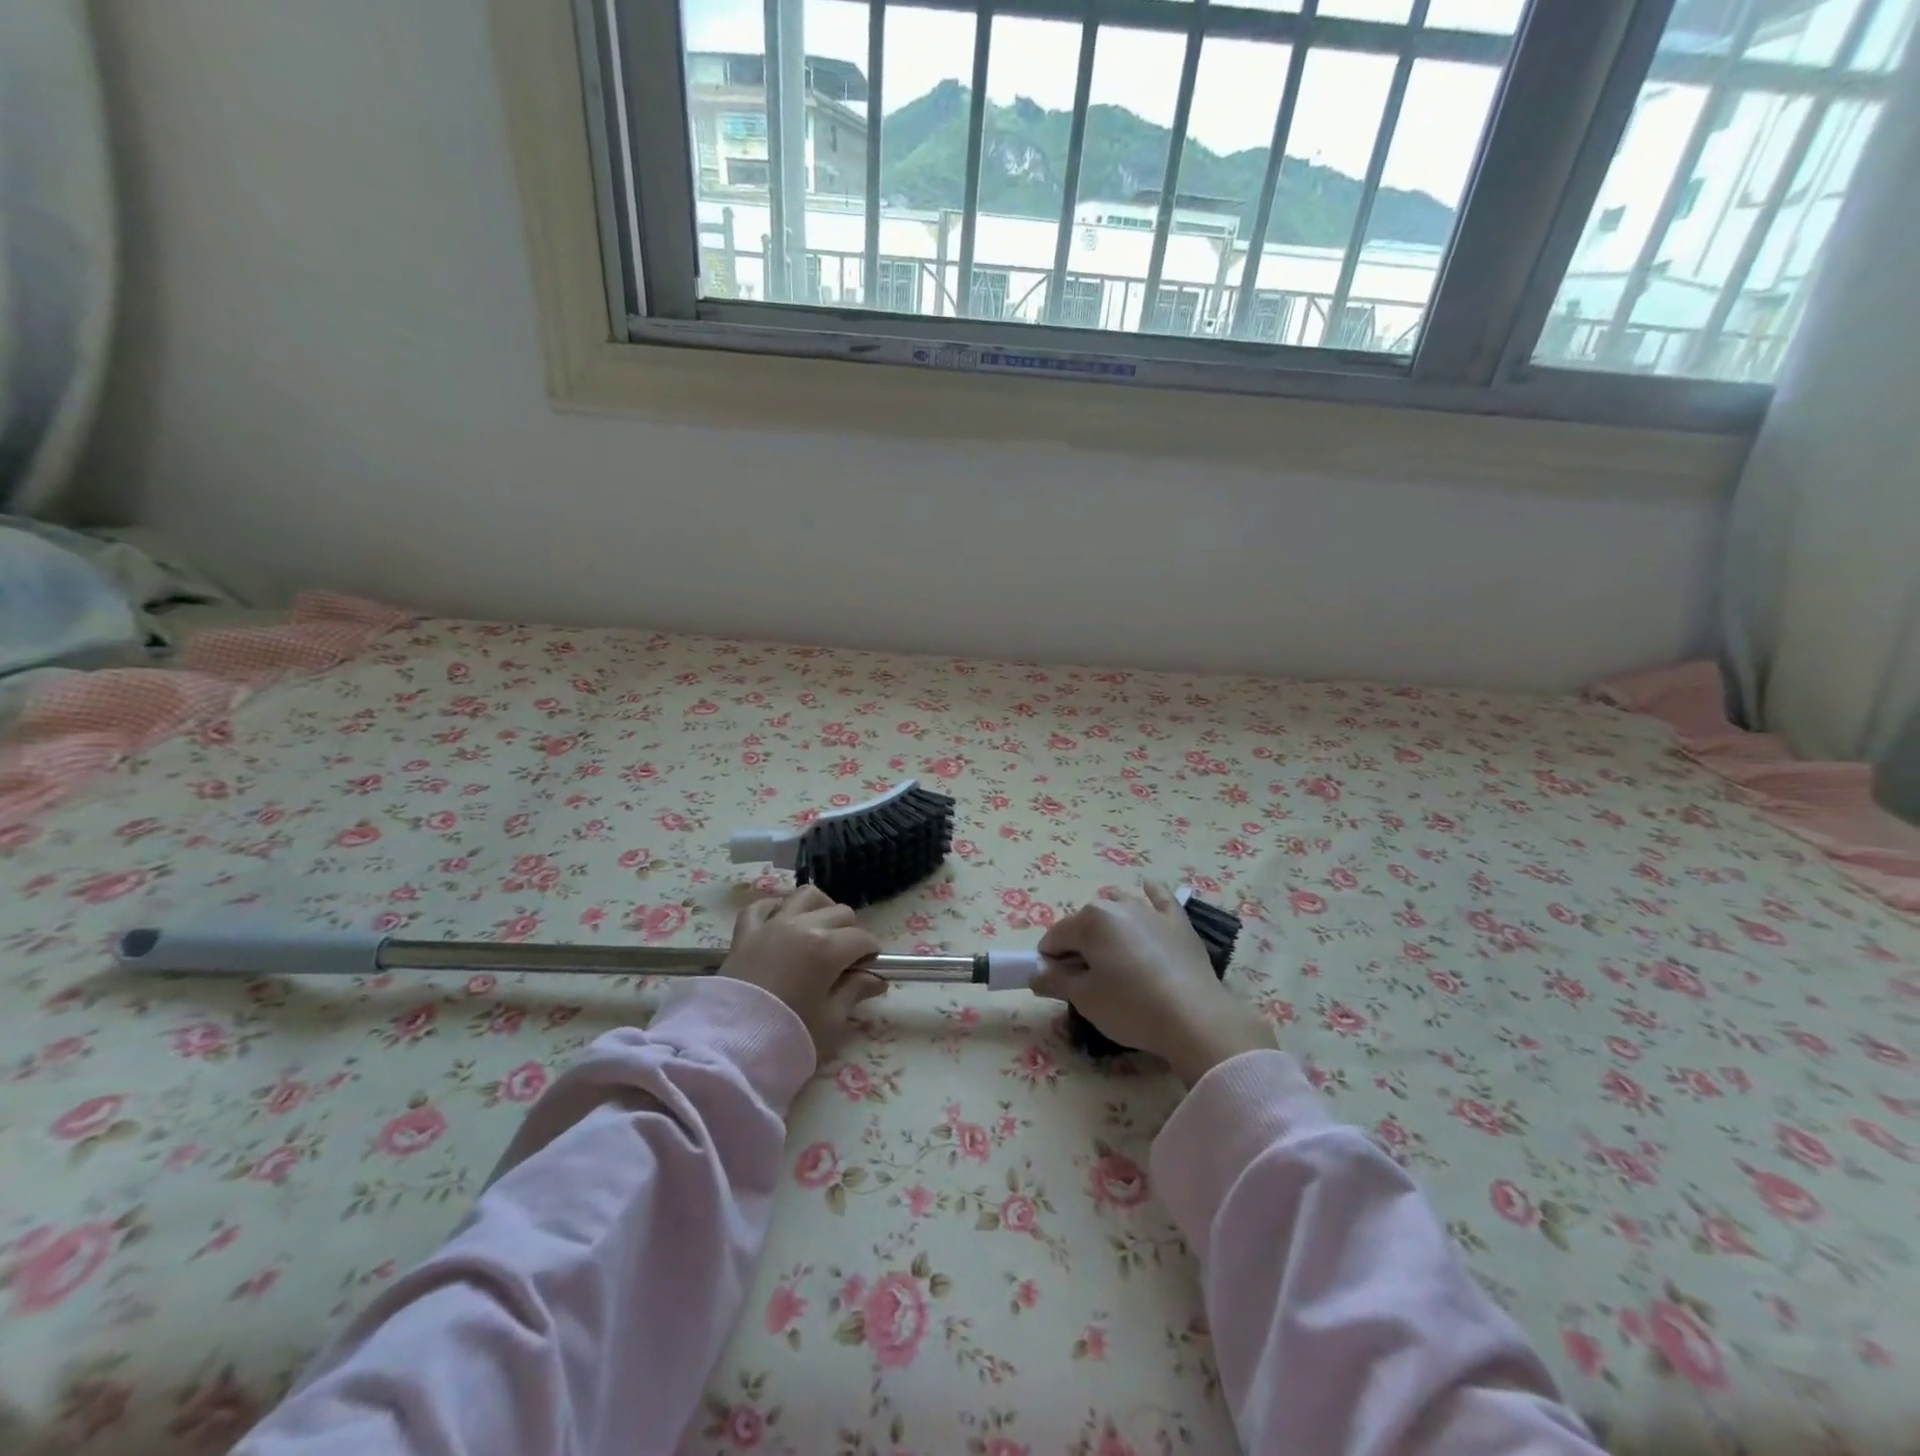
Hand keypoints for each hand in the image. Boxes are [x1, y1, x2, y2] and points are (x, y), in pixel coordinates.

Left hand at [718, 886, 887, 1061]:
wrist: (727, 1047)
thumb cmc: (787, 1036)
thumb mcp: (831, 1022)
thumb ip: (854, 993)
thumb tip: (876, 979)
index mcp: (828, 948)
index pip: (862, 938)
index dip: (872, 952)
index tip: (871, 968)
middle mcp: (802, 926)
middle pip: (840, 912)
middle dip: (851, 931)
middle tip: (847, 957)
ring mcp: (771, 925)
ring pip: (805, 896)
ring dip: (820, 908)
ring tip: (821, 929)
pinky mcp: (745, 933)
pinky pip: (762, 906)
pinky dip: (776, 908)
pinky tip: (782, 921)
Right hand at [1032, 882, 1271, 1085]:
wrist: (1195, 1017)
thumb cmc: (1131, 1007)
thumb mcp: (1085, 999)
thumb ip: (1055, 981)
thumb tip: (1035, 974)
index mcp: (1090, 921)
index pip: (1055, 937)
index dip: (1049, 960)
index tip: (1055, 983)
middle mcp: (1117, 905)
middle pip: (1085, 923)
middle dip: (1079, 945)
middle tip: (1086, 980)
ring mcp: (1150, 910)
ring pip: (1118, 906)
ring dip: (1109, 924)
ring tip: (1115, 955)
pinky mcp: (1177, 921)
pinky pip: (1159, 897)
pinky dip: (1150, 894)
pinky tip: (1147, 890)